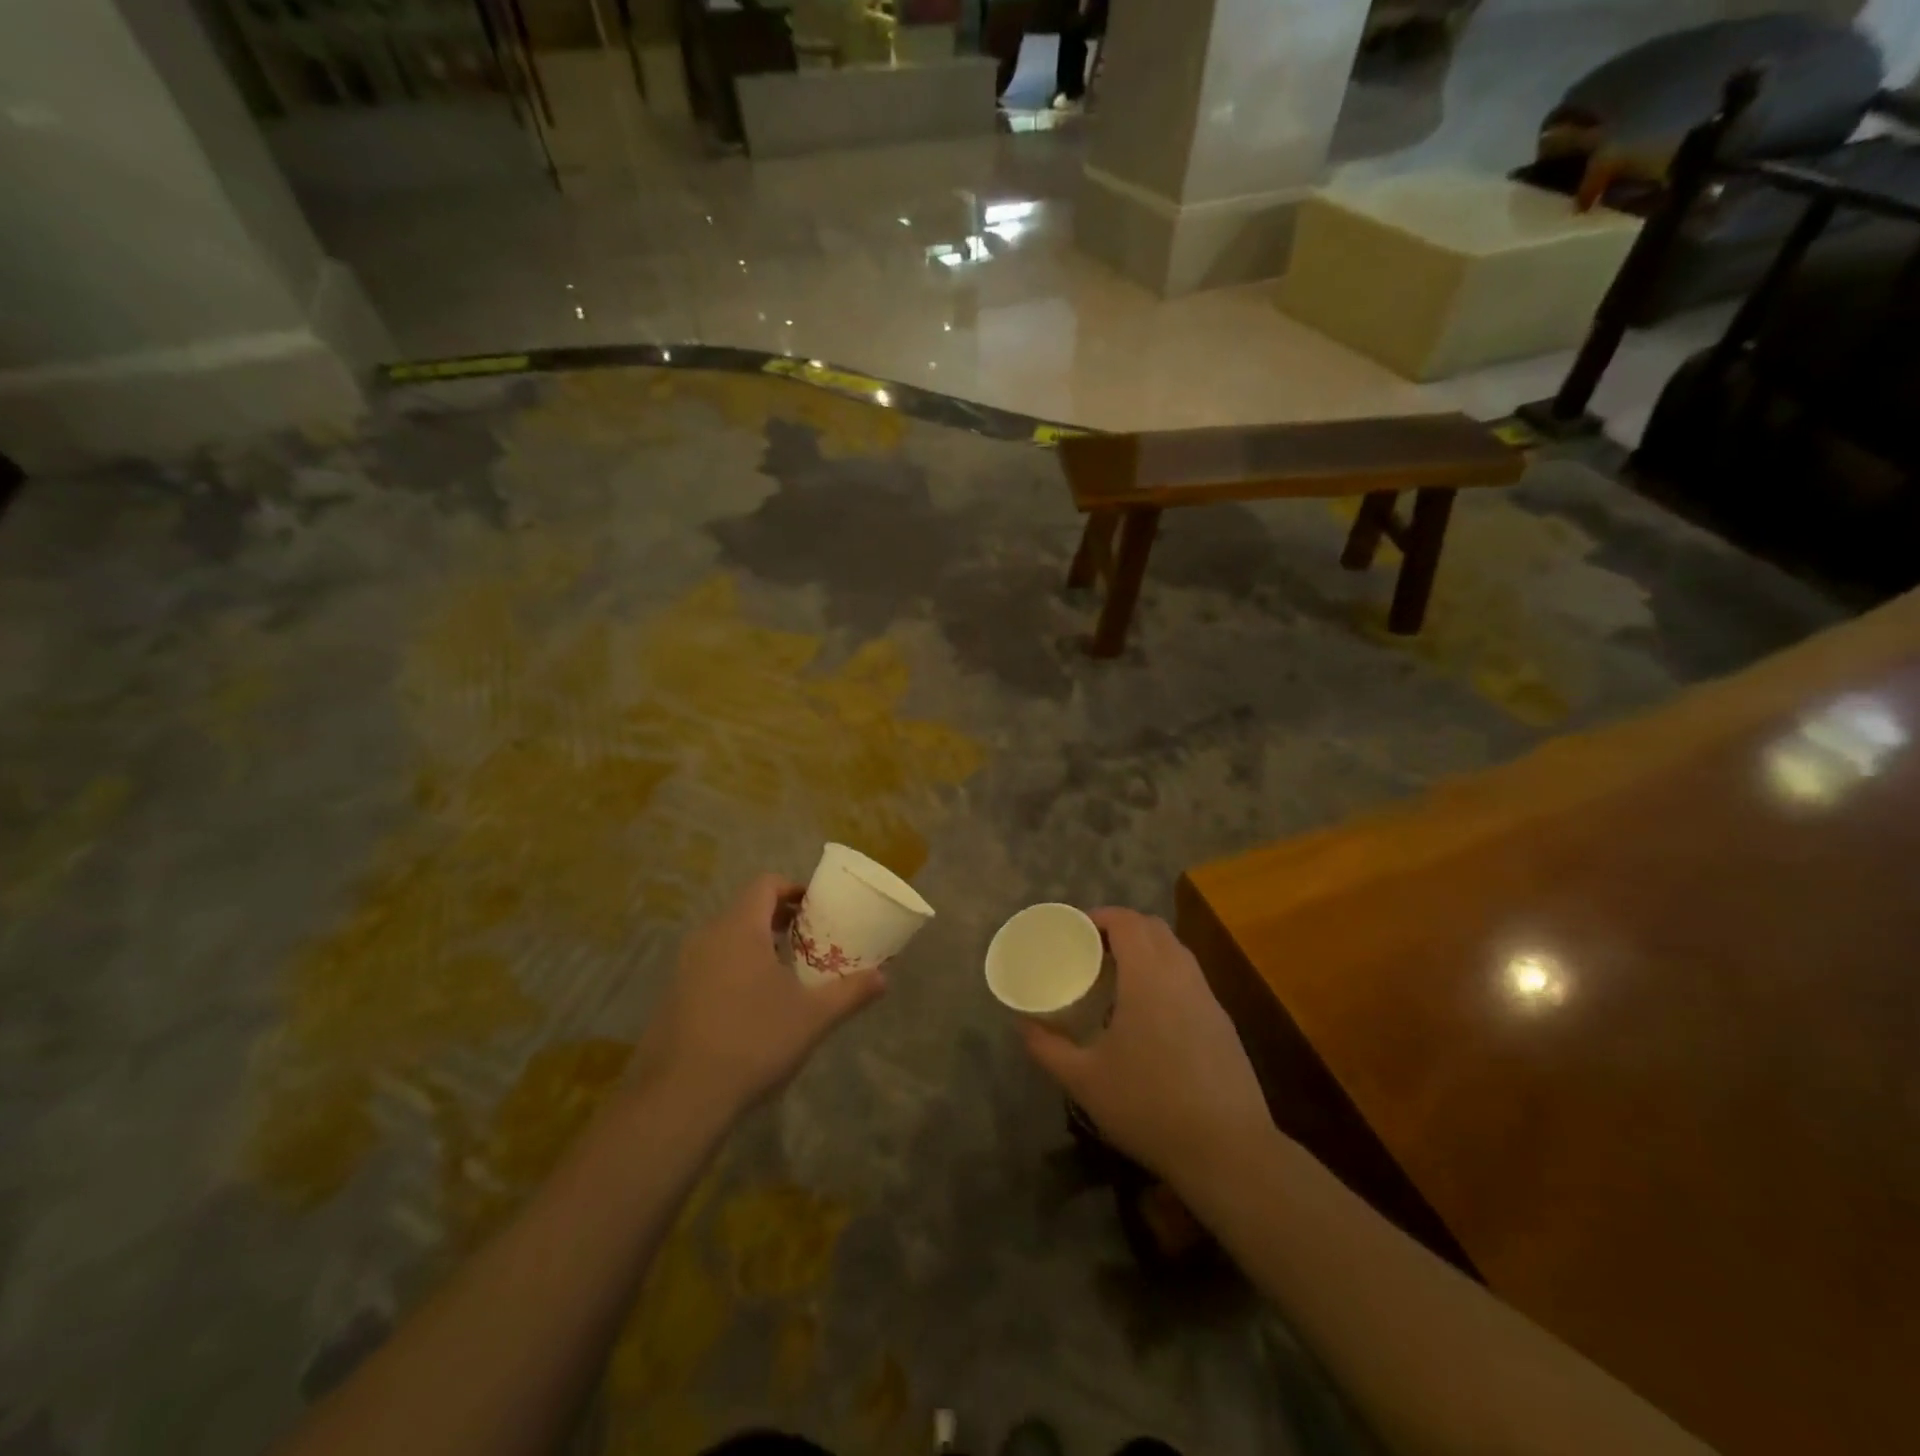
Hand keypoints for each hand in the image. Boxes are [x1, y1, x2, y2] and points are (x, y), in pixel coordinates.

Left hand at [629, 875, 885, 1116]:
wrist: (679, 1098)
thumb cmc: (753, 1041)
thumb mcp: (813, 1017)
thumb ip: (850, 992)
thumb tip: (883, 978)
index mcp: (739, 929)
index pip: (765, 885)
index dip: (793, 889)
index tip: (816, 909)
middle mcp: (708, 937)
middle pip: (746, 909)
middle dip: (779, 919)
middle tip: (809, 940)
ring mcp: (684, 967)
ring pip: (726, 938)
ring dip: (757, 944)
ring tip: (785, 972)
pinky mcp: (673, 996)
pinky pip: (710, 964)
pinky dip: (735, 968)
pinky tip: (752, 1006)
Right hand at [1021, 908, 1270, 1189]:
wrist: (1229, 1150)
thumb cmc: (1149, 1106)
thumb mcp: (1085, 1080)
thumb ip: (1048, 1048)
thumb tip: (1022, 1024)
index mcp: (1148, 977)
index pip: (1128, 922)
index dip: (1101, 916)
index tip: (1076, 929)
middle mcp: (1182, 975)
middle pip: (1154, 928)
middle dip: (1122, 927)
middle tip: (1092, 949)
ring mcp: (1208, 998)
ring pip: (1176, 951)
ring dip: (1147, 949)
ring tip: (1117, 975)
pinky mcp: (1223, 1022)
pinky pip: (1189, 976)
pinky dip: (1165, 973)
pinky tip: (1149, 1011)